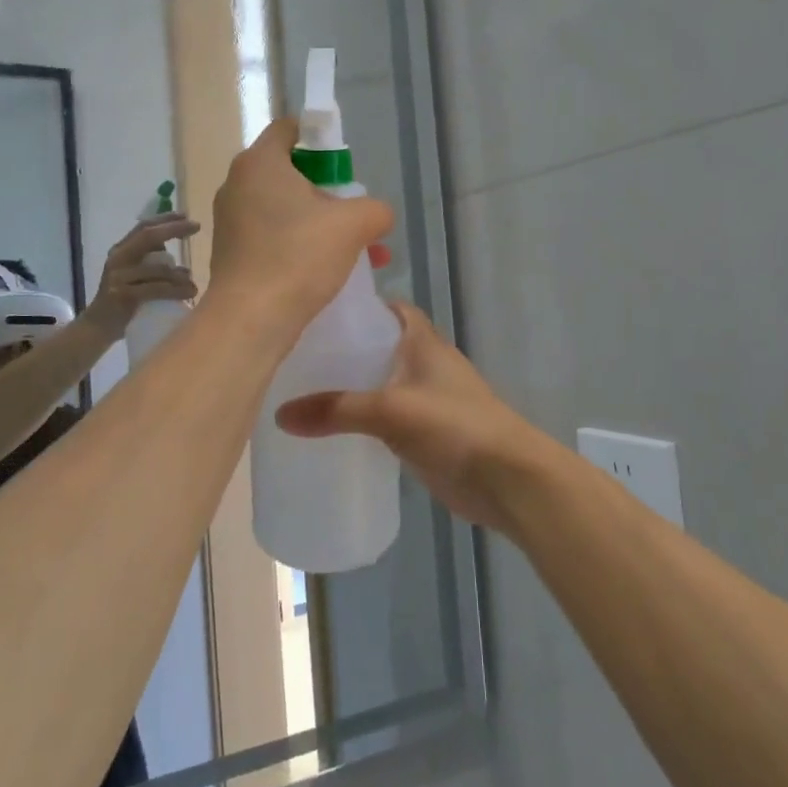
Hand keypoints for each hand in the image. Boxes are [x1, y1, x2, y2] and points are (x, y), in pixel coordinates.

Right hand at [83, 214, 200, 334]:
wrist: (98, 328)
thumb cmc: (124, 301)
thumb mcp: (135, 277)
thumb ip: (153, 266)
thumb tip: (183, 267)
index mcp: (121, 250)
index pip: (143, 227)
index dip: (165, 219)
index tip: (187, 216)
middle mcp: (118, 258)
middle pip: (148, 236)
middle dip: (173, 229)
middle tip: (196, 227)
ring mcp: (118, 276)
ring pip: (157, 268)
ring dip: (180, 275)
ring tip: (194, 285)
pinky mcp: (122, 295)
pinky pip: (156, 289)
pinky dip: (175, 291)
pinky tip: (189, 293)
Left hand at [208, 118, 392, 333]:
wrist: (250, 319)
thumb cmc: (299, 257)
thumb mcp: (355, 224)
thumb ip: (375, 209)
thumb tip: (376, 215)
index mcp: (260, 162)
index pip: (290, 129)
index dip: (321, 139)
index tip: (345, 167)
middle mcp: (237, 184)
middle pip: (290, 172)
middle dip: (328, 192)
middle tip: (354, 214)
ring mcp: (229, 220)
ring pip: (284, 209)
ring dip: (319, 224)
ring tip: (355, 252)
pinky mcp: (230, 252)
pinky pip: (271, 236)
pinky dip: (298, 245)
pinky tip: (326, 272)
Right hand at [275, 304, 539, 532]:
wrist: (508, 480)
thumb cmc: (455, 427)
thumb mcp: (391, 411)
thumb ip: (337, 410)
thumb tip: (280, 415)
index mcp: (421, 341)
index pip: (386, 308)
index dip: (355, 306)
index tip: (314, 312)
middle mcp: (423, 363)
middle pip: (376, 346)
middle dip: (341, 349)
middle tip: (293, 356)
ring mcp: (425, 399)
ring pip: (378, 383)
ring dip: (348, 386)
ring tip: (299, 391)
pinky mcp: (424, 433)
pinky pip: (383, 417)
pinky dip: (360, 419)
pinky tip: (328, 429)